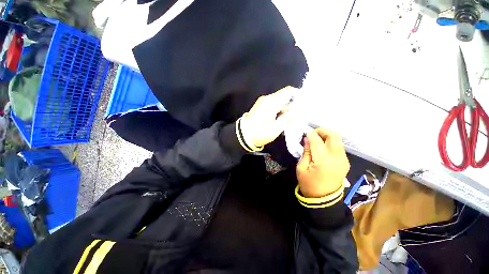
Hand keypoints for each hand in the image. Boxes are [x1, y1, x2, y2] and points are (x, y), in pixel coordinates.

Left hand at [240, 86, 294, 147]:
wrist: (242, 136)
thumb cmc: (259, 133)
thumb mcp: (275, 129)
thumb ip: (287, 119)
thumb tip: (296, 112)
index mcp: (271, 102)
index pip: (288, 91)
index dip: (298, 96)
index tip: (302, 106)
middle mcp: (267, 99)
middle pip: (284, 98)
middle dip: (291, 108)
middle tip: (294, 119)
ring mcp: (263, 102)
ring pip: (279, 103)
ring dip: (284, 111)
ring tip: (285, 123)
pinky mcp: (261, 107)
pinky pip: (273, 106)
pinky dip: (278, 112)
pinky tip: (278, 121)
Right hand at [297, 129, 349, 197]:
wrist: (324, 199)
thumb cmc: (308, 184)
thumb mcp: (301, 168)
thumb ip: (306, 152)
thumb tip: (307, 139)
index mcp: (323, 160)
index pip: (317, 140)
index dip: (310, 133)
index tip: (304, 131)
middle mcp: (337, 157)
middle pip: (334, 135)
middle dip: (322, 131)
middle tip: (312, 134)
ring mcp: (343, 159)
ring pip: (338, 140)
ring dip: (327, 136)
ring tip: (316, 140)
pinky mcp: (345, 162)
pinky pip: (338, 147)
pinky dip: (330, 143)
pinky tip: (322, 148)